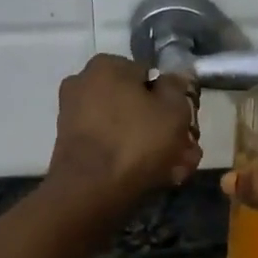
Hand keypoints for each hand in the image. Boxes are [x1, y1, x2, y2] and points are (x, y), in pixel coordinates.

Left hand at [46, 54, 201, 201]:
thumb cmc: (136, 141)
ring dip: (152, 146)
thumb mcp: (173, 110)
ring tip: (175, 171)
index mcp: (106, 66)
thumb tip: (175, 79)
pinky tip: (154, 177)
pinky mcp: (71, 146)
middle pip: (137, 104)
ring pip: (125, 127)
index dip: (173, 100)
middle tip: (186, 152)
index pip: (151, 76)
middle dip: (164, 129)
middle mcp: (84, 84)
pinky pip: (109, 145)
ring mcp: (74, 116)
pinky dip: (130, 157)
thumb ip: (178, 88)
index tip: (186, 124)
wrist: (89, 192)